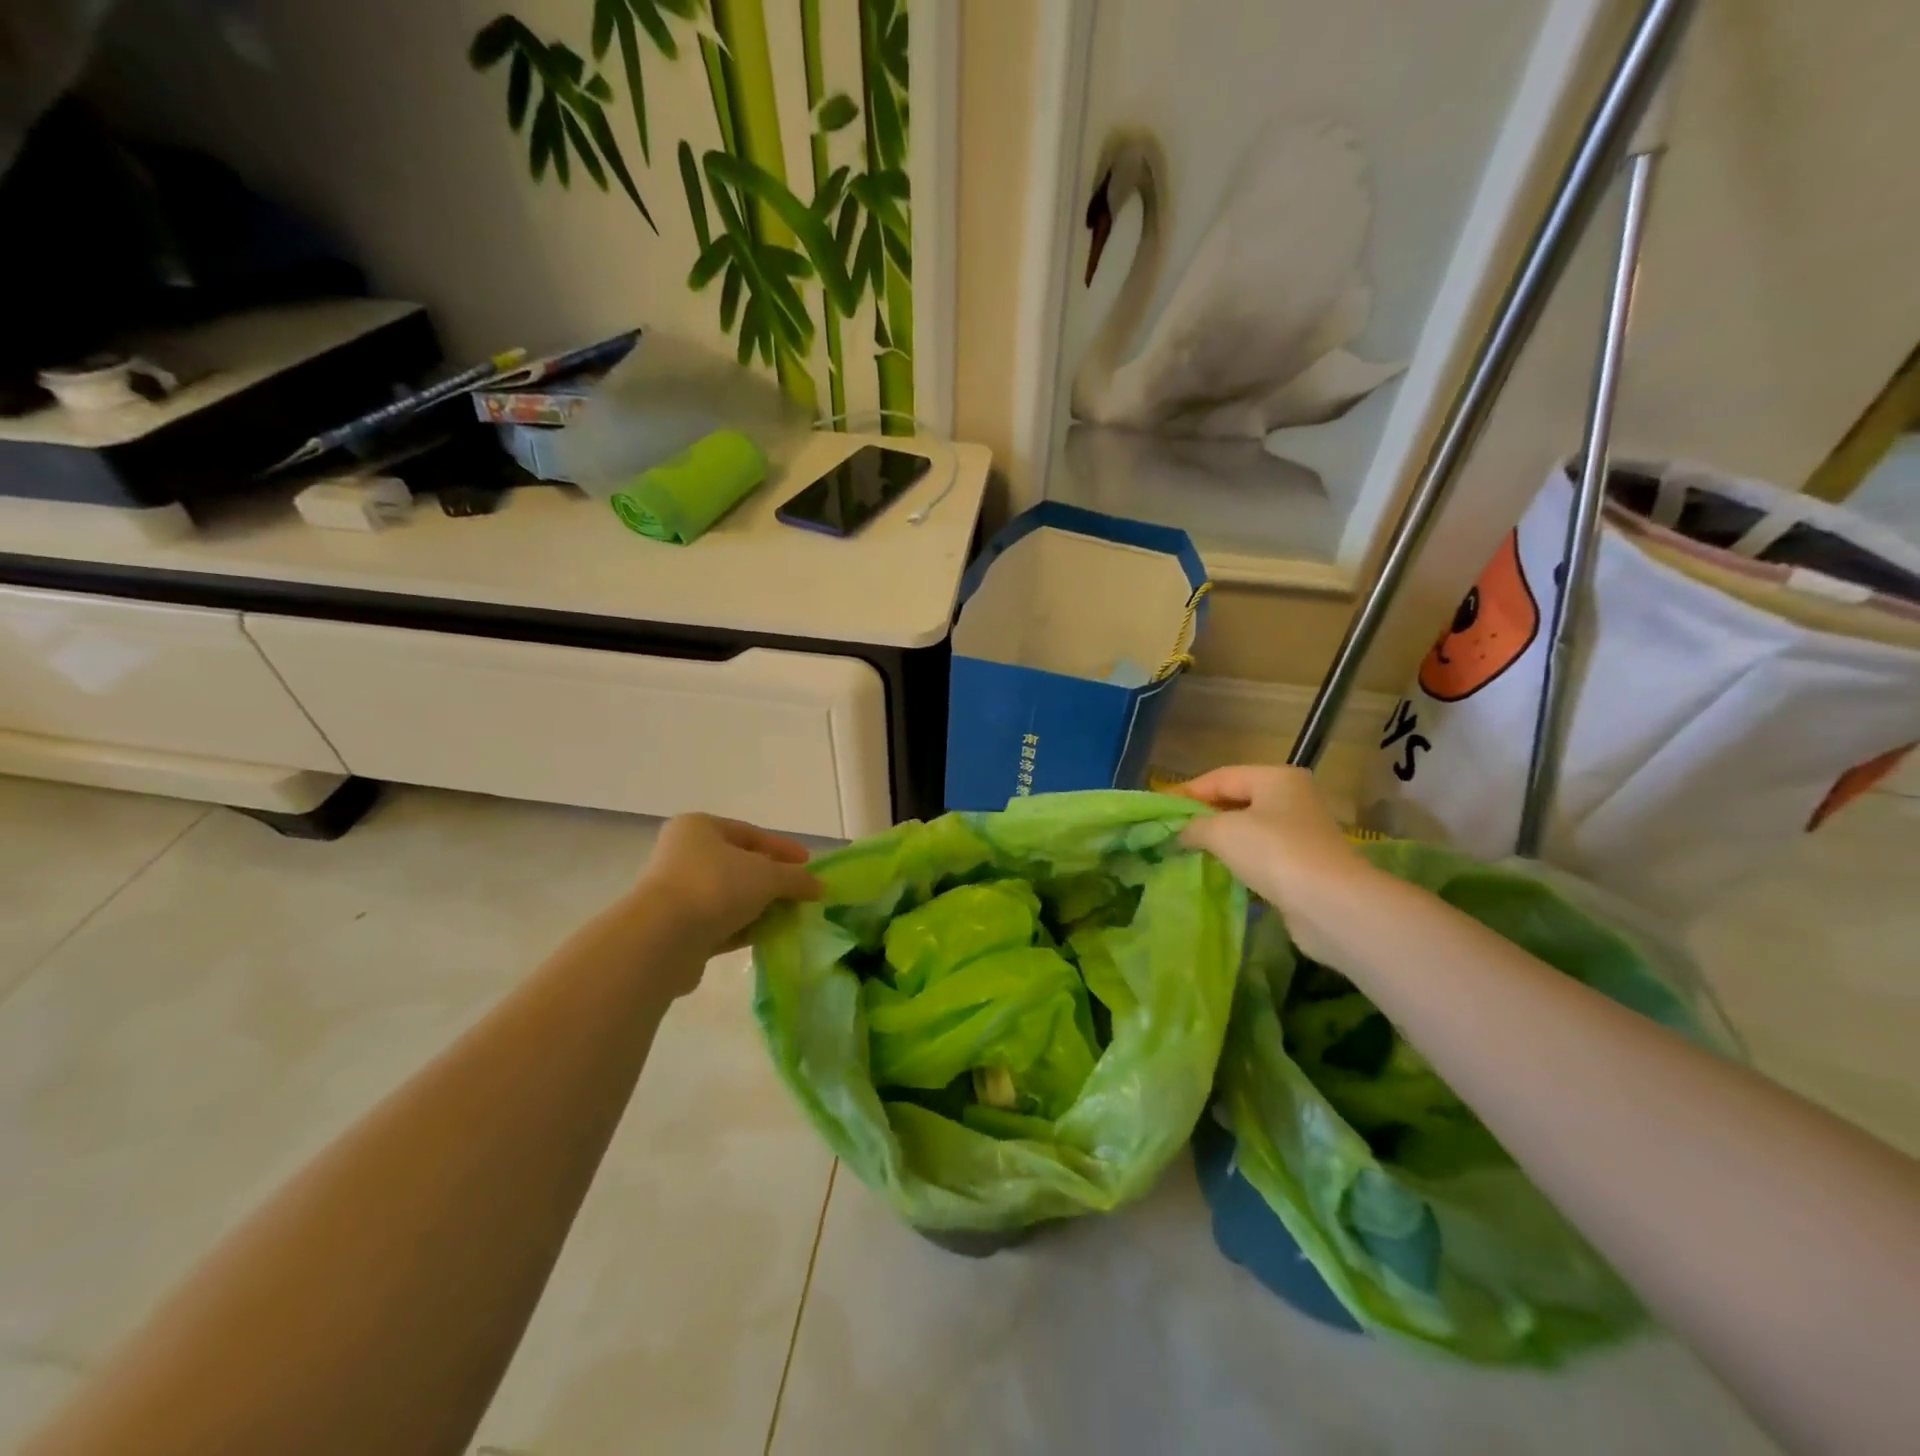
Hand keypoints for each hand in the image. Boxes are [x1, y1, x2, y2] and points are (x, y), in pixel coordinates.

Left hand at [632, 815, 821, 963]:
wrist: (662, 939)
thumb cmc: (715, 887)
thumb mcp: (767, 876)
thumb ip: (796, 878)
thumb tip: (818, 886)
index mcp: (699, 828)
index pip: (750, 834)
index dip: (782, 848)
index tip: (808, 863)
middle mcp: (684, 856)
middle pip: (740, 866)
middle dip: (773, 881)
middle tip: (802, 893)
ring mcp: (678, 895)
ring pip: (731, 897)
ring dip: (761, 907)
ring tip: (792, 917)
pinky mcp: (679, 930)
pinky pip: (721, 924)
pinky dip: (746, 928)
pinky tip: (771, 936)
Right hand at [1174, 765, 1381, 961]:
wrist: (1329, 904)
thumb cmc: (1273, 852)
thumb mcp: (1221, 831)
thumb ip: (1194, 826)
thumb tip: (1182, 832)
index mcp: (1275, 778)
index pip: (1220, 777)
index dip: (1187, 792)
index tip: (1160, 810)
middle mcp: (1292, 798)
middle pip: (1236, 800)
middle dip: (1204, 816)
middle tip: (1172, 831)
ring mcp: (1301, 832)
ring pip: (1249, 829)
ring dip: (1221, 841)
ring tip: (1189, 852)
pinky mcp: (1304, 864)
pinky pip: (1261, 855)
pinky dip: (1239, 861)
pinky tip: (1219, 872)